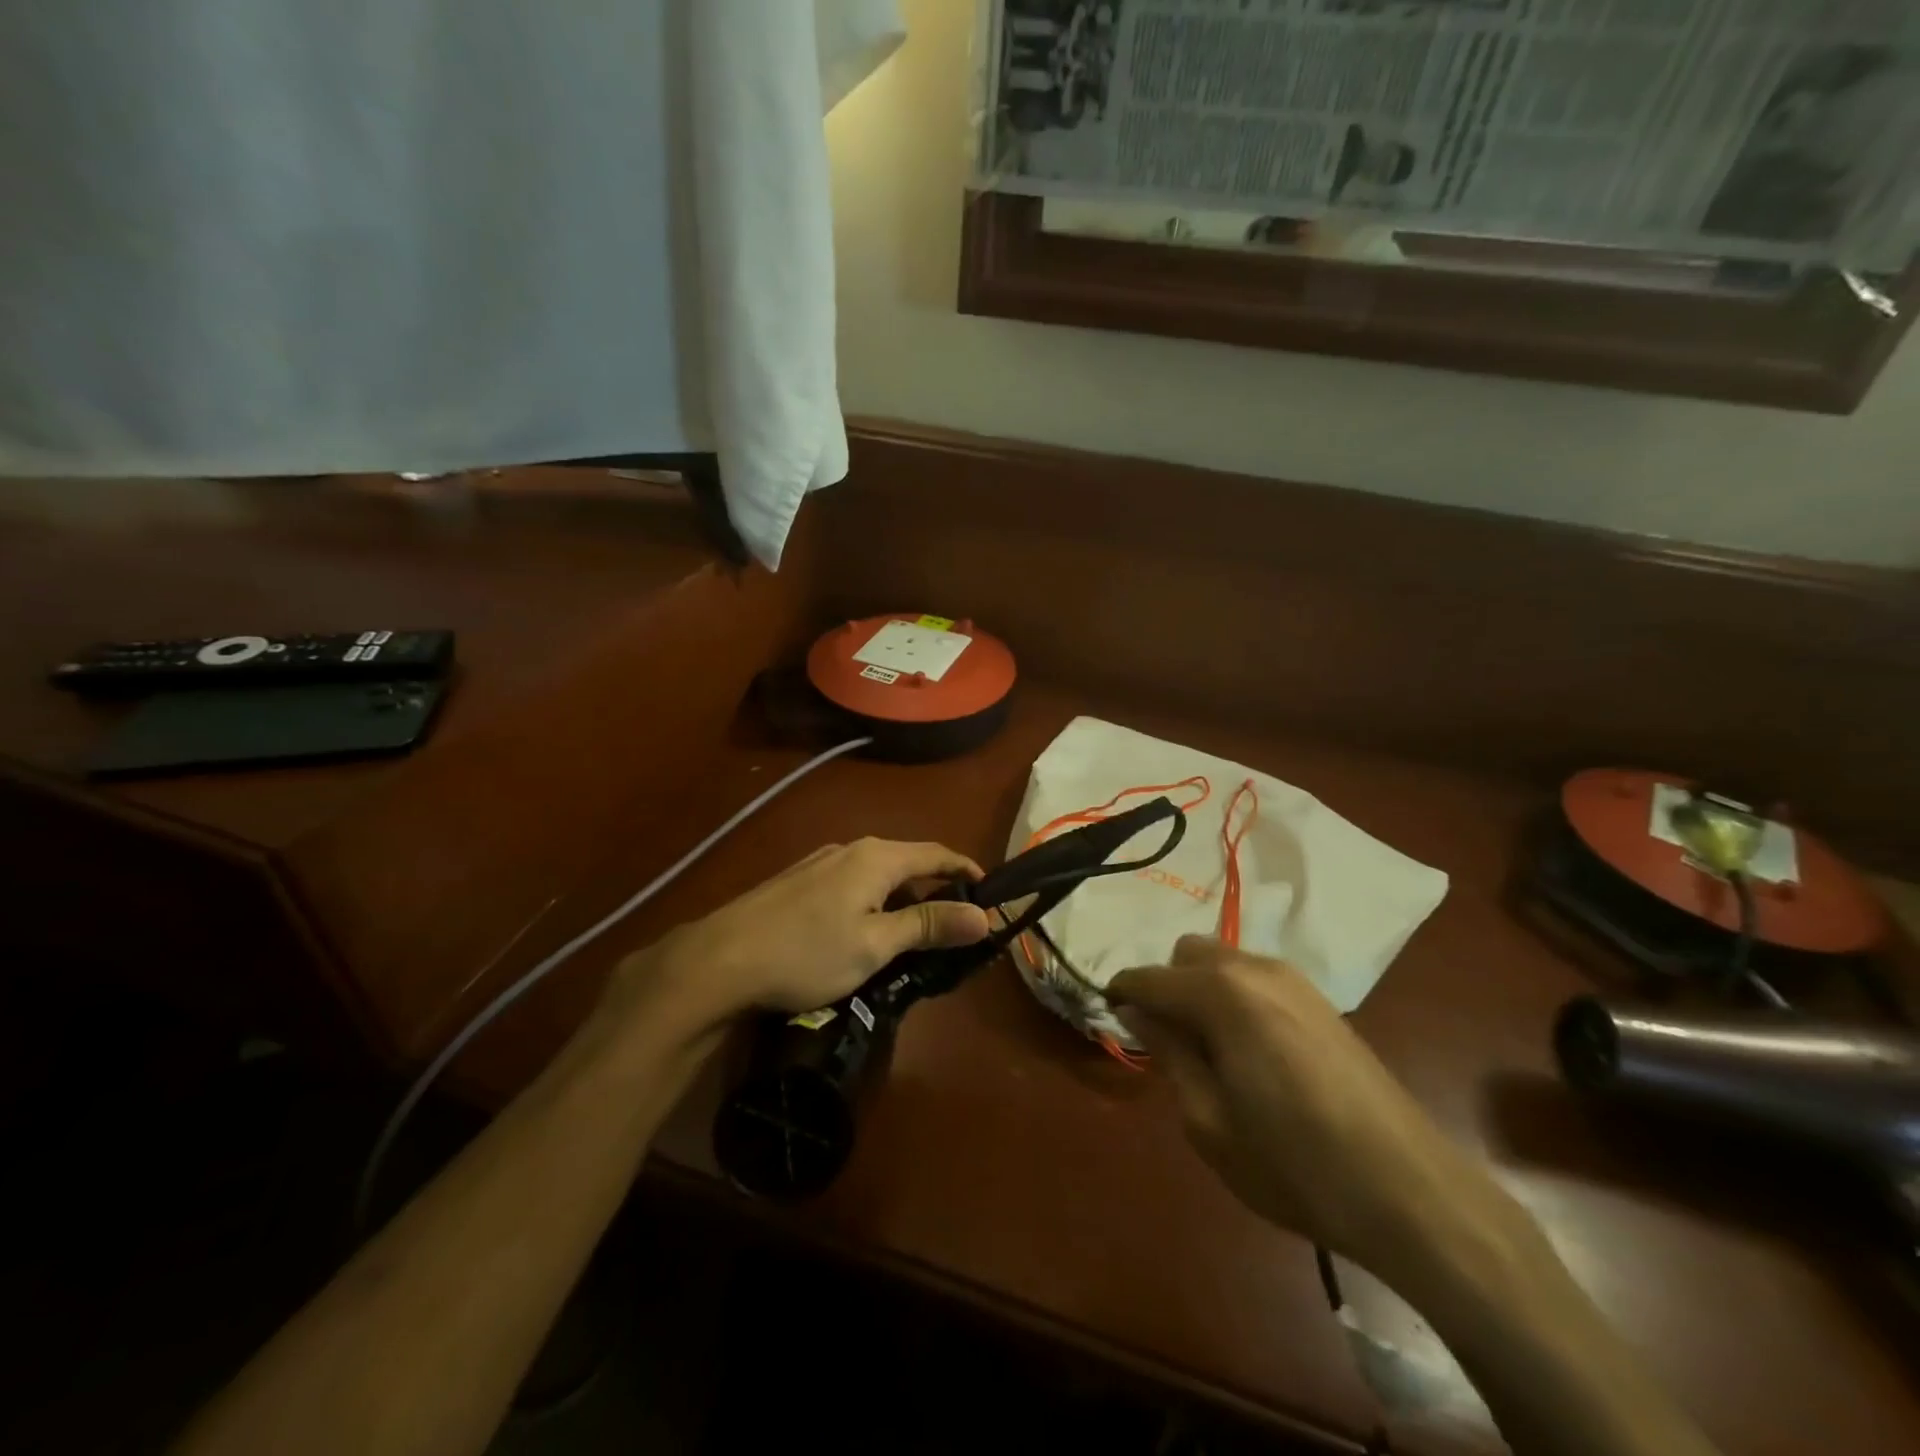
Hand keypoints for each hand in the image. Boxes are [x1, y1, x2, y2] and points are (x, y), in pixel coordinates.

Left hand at [605, 839, 992, 1039]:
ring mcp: (820, 863)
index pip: (937, 853)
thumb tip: (984, 915)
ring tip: (912, 936)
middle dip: (936, 890)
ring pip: (877, 875)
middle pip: (908, 862)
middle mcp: (851, 848)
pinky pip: (852, 884)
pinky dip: (873, 903)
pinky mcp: (799, 882)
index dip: (967, 871)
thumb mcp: (876, 944)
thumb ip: (929, 925)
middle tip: (953, 927)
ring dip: (902, 899)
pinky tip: (864, 933)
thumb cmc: (808, 953)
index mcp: (877, 857)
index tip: (990, 894)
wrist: (720, 959)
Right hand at [1108, 936, 1512, 1281]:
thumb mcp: (1208, 1121)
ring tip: (1211, 1052)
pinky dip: (1236, 997)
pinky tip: (1251, 1052)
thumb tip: (1136, 1011)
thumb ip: (1169, 1053)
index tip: (1110, 1017)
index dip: (1121, 994)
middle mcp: (1255, 969)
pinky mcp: (1323, 1001)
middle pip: (1187, 953)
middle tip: (1169, 1044)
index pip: (1149, 978)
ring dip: (1202, 990)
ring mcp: (1295, 980)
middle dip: (1167, 986)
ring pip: (1224, 961)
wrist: (1411, 1191)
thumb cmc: (1294, 1164)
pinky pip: (1257, 979)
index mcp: (1221, 994)